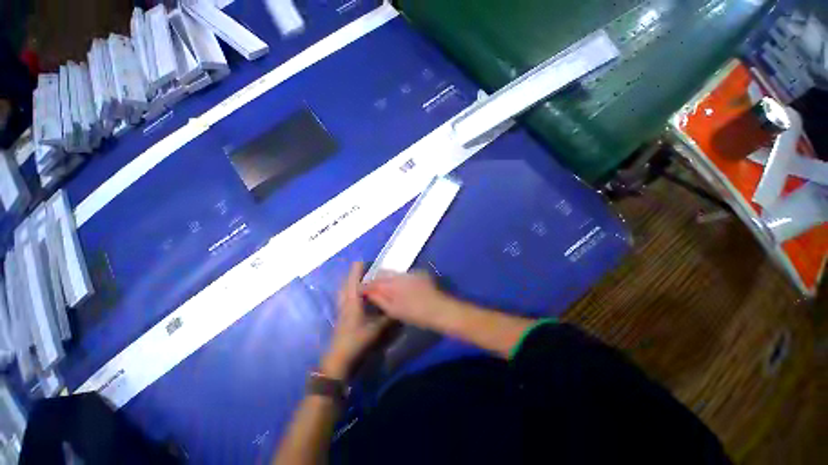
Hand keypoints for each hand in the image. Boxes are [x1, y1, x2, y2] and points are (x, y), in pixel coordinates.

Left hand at [321, 263, 389, 379]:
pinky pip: (345, 296)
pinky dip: (351, 291)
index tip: (368, 261)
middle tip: (368, 269)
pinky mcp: (342, 314)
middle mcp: (345, 300)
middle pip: (348, 281)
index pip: (354, 278)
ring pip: (345, 289)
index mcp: (353, 300)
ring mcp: (342, 307)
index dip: (360, 268)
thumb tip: (400, 307)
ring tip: (363, 279)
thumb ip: (389, 317)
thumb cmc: (357, 340)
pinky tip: (359, 295)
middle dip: (356, 273)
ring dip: (352, 281)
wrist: (339, 359)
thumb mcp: (377, 328)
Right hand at [363, 271, 450, 329]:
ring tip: (385, 287)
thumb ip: (379, 299)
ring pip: (393, 272)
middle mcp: (400, 274)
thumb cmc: (415, 313)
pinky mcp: (419, 273)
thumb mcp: (394, 310)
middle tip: (372, 289)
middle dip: (376, 279)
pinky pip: (403, 274)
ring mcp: (410, 272)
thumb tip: (368, 292)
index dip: (366, 285)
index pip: (374, 281)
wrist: (439, 309)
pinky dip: (398, 278)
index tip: (361, 289)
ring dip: (387, 278)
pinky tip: (400, 286)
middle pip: (383, 273)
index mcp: (392, 283)